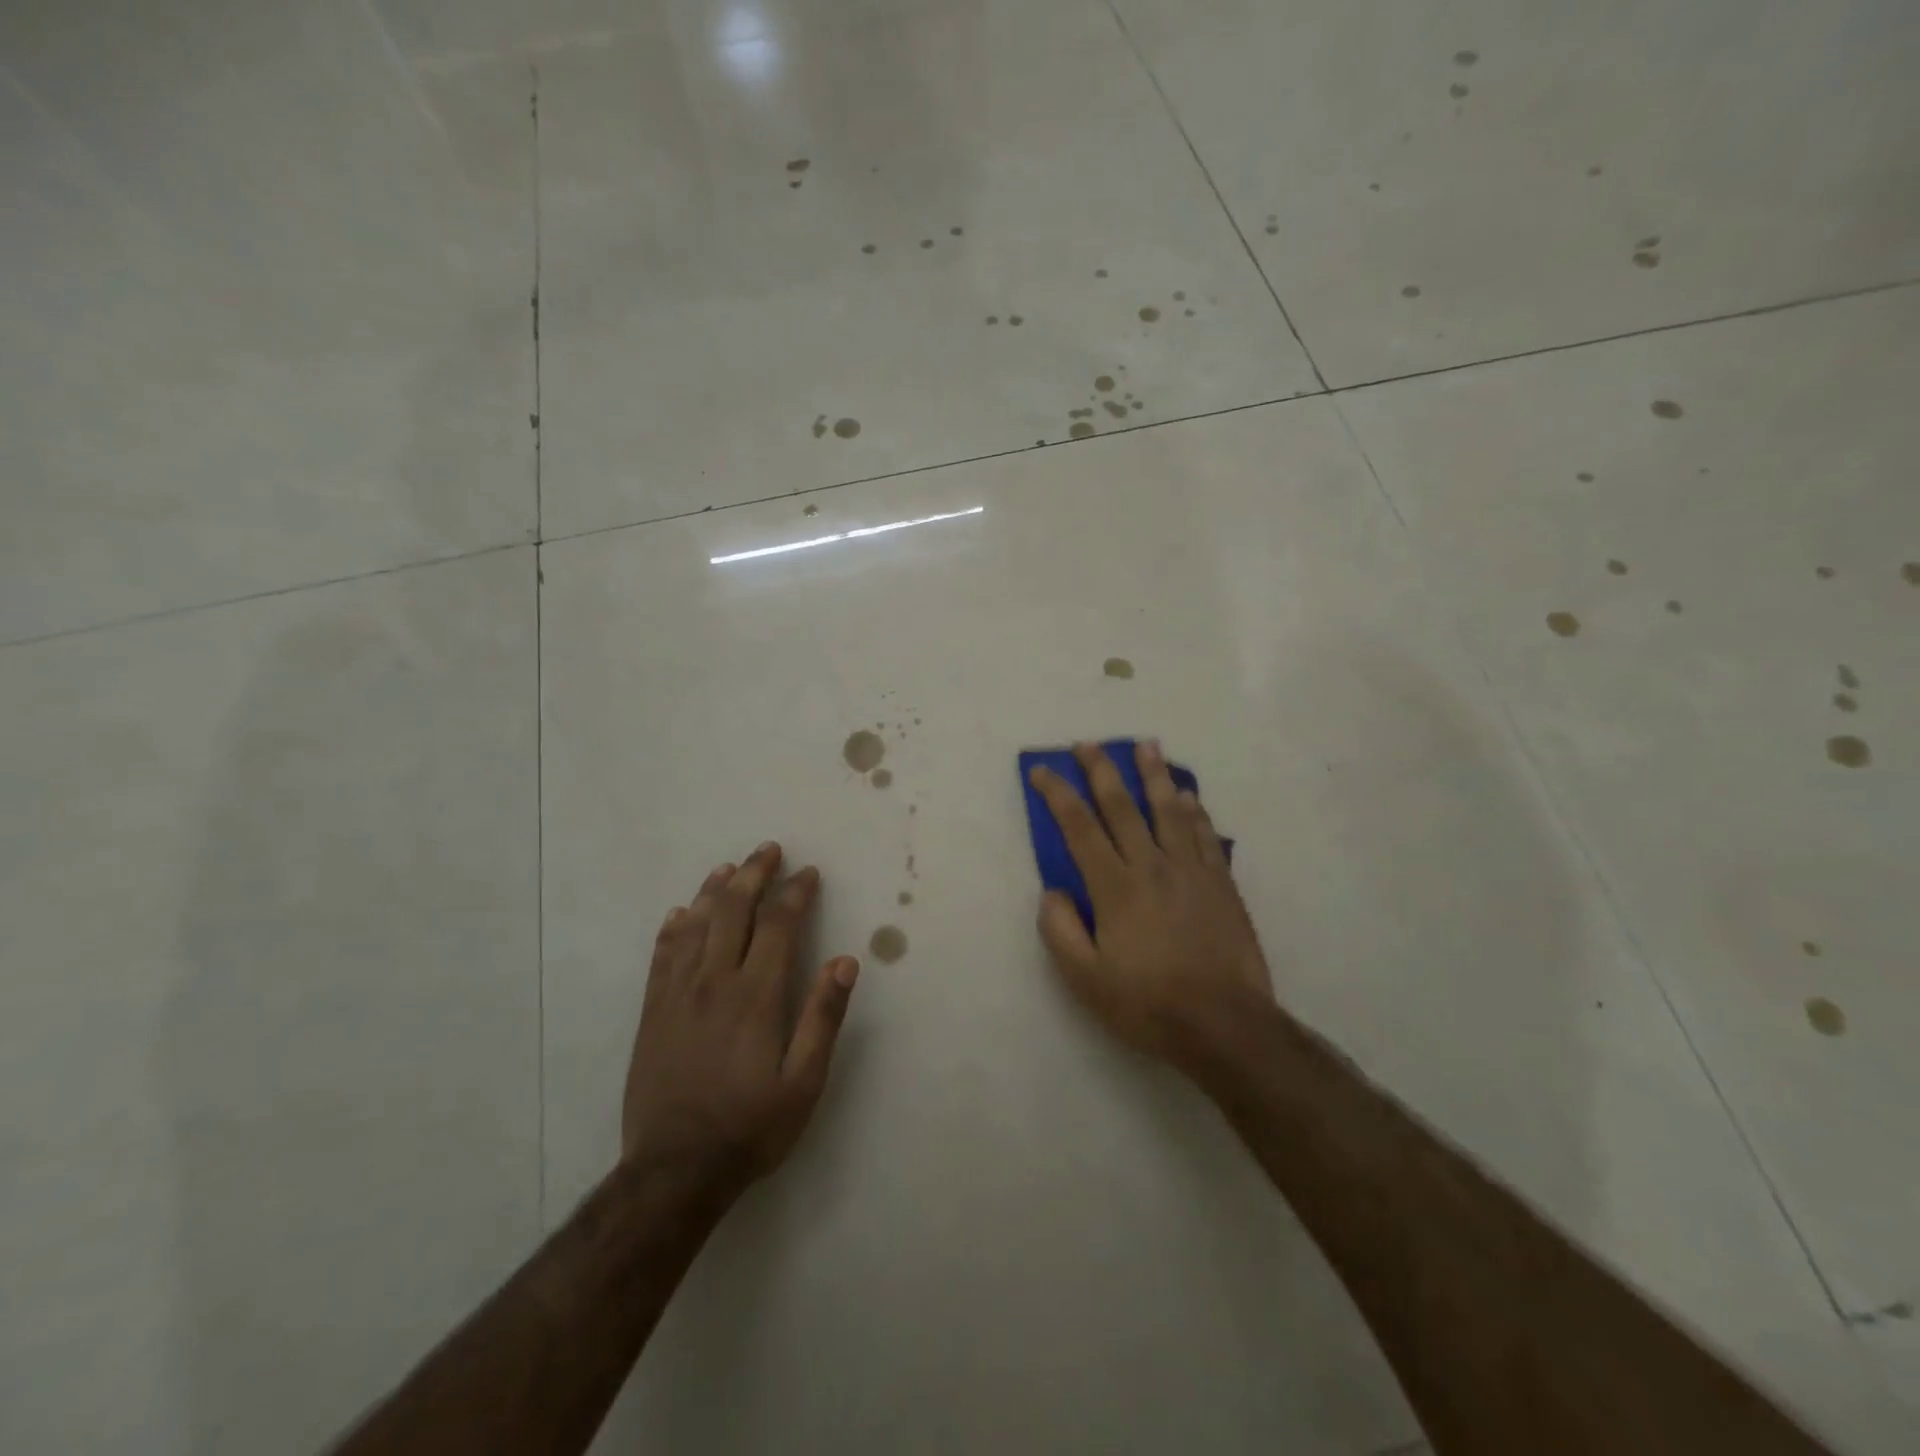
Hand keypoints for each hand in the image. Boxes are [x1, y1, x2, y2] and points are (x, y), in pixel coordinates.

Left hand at [621, 842, 858, 1191]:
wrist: (674, 1171)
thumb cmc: (749, 1126)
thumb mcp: (803, 1083)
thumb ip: (823, 1018)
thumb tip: (845, 962)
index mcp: (756, 995)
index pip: (778, 925)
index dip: (795, 893)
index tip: (808, 873)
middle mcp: (715, 982)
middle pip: (734, 910)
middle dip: (754, 874)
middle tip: (769, 850)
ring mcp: (678, 994)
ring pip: (696, 925)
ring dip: (715, 890)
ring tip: (729, 867)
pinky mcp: (653, 1012)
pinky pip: (662, 955)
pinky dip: (674, 927)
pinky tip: (681, 913)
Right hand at [1028, 741, 1272, 1074]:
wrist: (1225, 1025)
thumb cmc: (1148, 1004)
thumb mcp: (1086, 980)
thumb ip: (1061, 931)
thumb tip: (1052, 892)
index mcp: (1115, 887)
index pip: (1079, 827)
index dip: (1058, 794)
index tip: (1043, 771)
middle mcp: (1151, 866)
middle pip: (1122, 806)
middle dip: (1101, 770)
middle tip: (1088, 744)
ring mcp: (1191, 871)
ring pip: (1169, 810)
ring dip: (1155, 775)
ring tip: (1147, 746)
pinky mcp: (1221, 884)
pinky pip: (1205, 835)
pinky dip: (1195, 811)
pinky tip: (1189, 796)